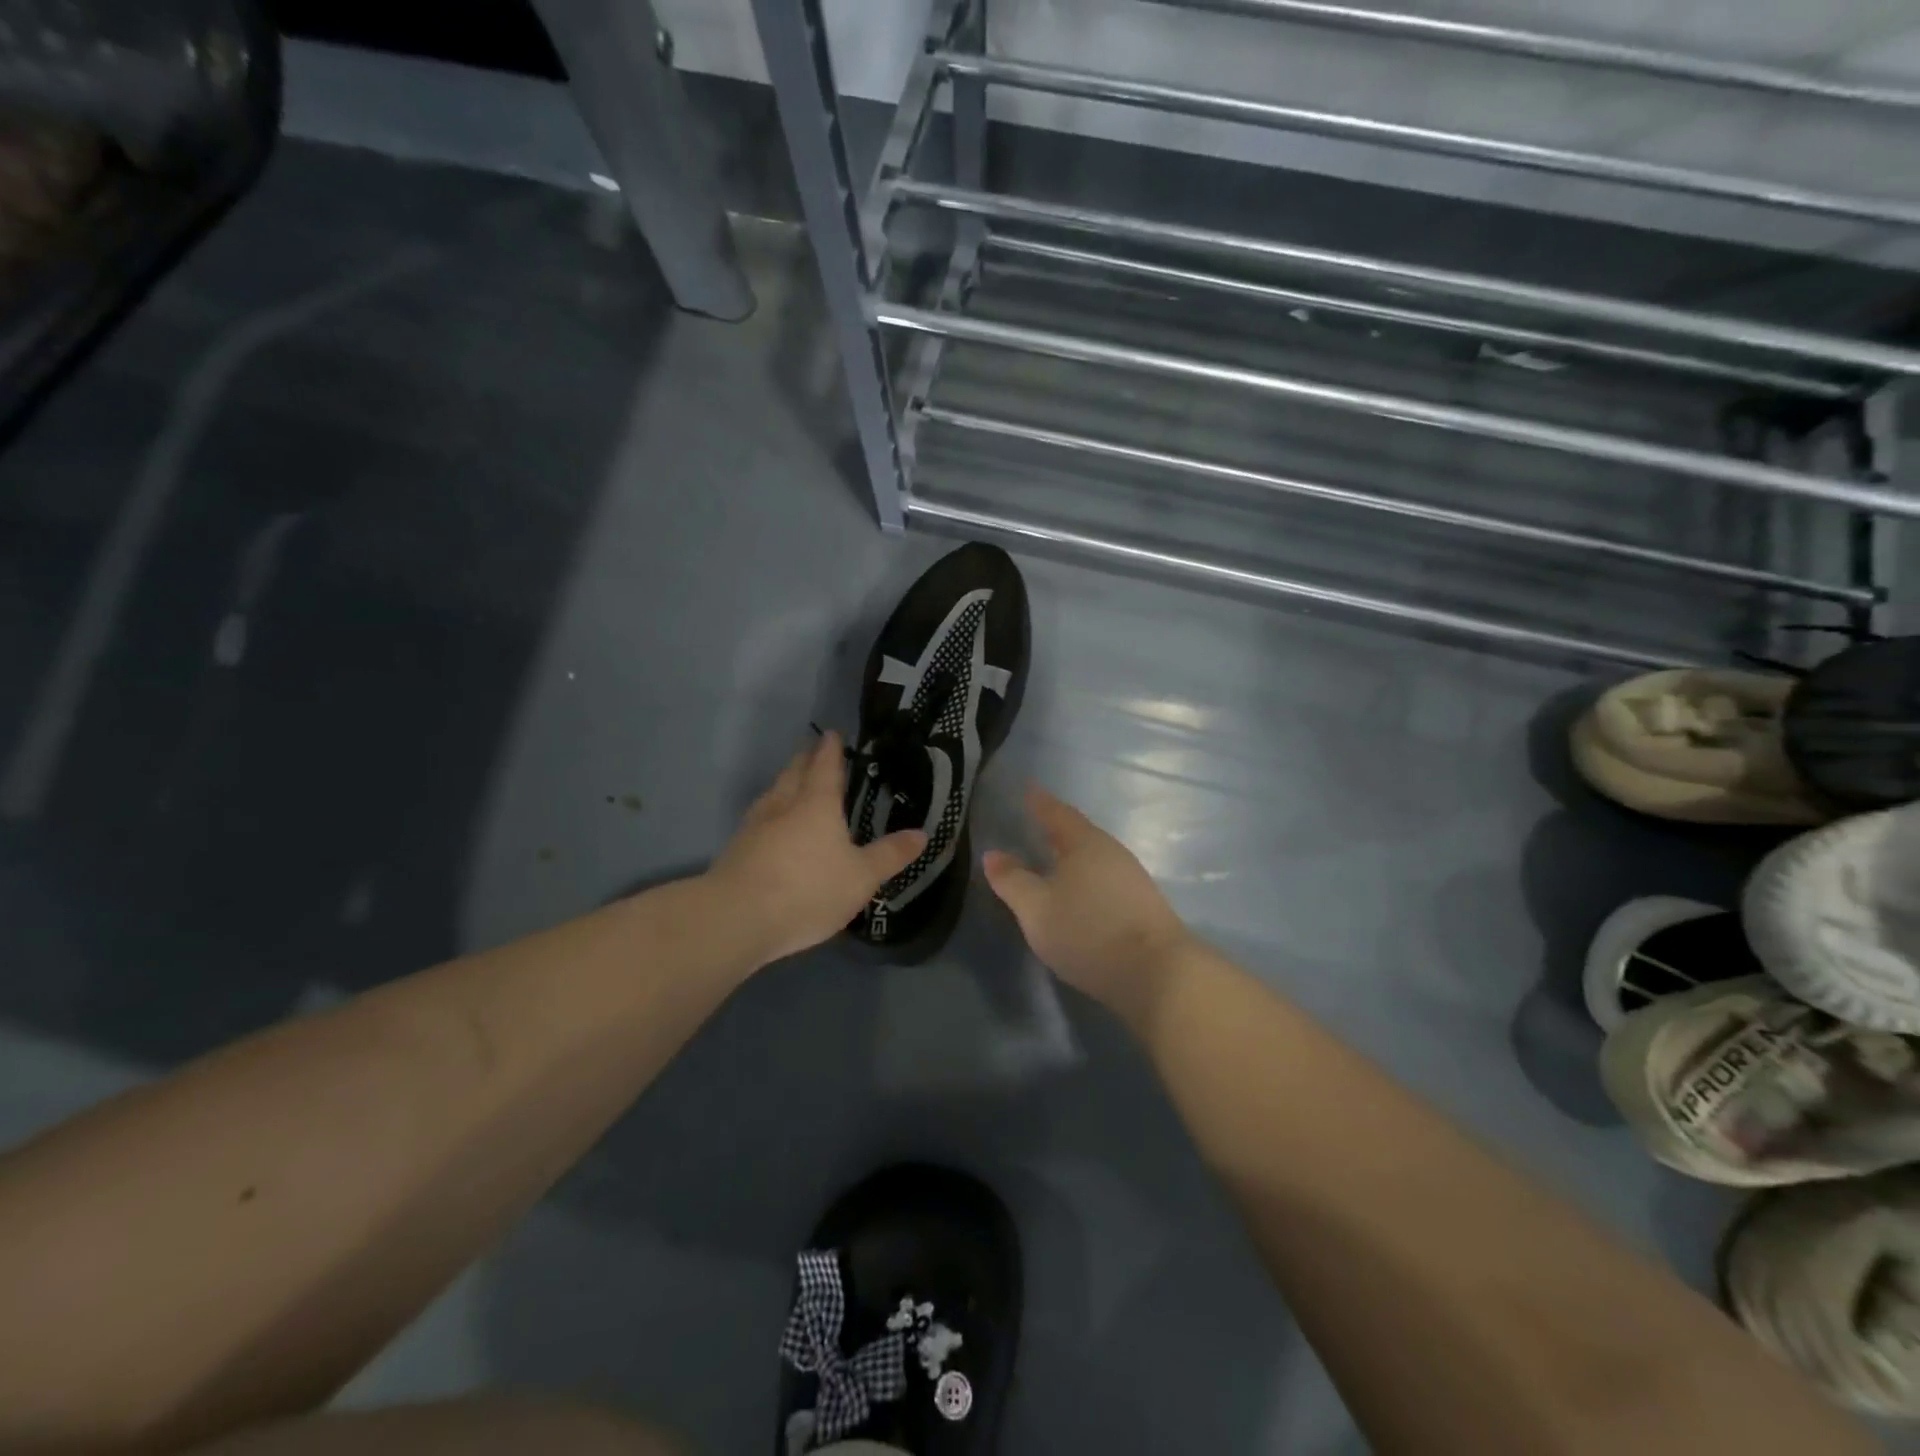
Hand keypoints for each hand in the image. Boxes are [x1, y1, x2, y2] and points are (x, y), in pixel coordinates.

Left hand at [709, 731, 925, 965]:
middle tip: (813, 750)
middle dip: (805, 759)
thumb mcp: (861, 877)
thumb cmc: (808, 890)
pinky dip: (770, 811)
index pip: (825, 766)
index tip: (832, 734)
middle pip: (794, 773)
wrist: (736, 918)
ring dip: (784, 782)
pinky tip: (771, 825)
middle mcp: (783, 805)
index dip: (830, 750)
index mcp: (816, 804)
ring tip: (792, 782)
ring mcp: (754, 826)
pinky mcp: (736, 849)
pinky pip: (758, 818)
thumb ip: (890, 855)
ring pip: (772, 793)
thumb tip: (921, 834)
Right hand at [983, 786, 1192, 1024]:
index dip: (1039, 802)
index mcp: (1084, 842)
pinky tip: (1077, 894)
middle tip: (1033, 825)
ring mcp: (1131, 879)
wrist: (1157, 974)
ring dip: (1071, 858)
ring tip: (1051, 861)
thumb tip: (993, 854)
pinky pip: (1104, 880)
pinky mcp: (1142, 907)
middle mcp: (1111, 853)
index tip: (1027, 789)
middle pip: (1078, 834)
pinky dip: (1085, 880)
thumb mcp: (1036, 908)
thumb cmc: (1088, 931)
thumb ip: (1012, 880)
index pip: (1056, 812)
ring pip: (1093, 859)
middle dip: (1055, 830)